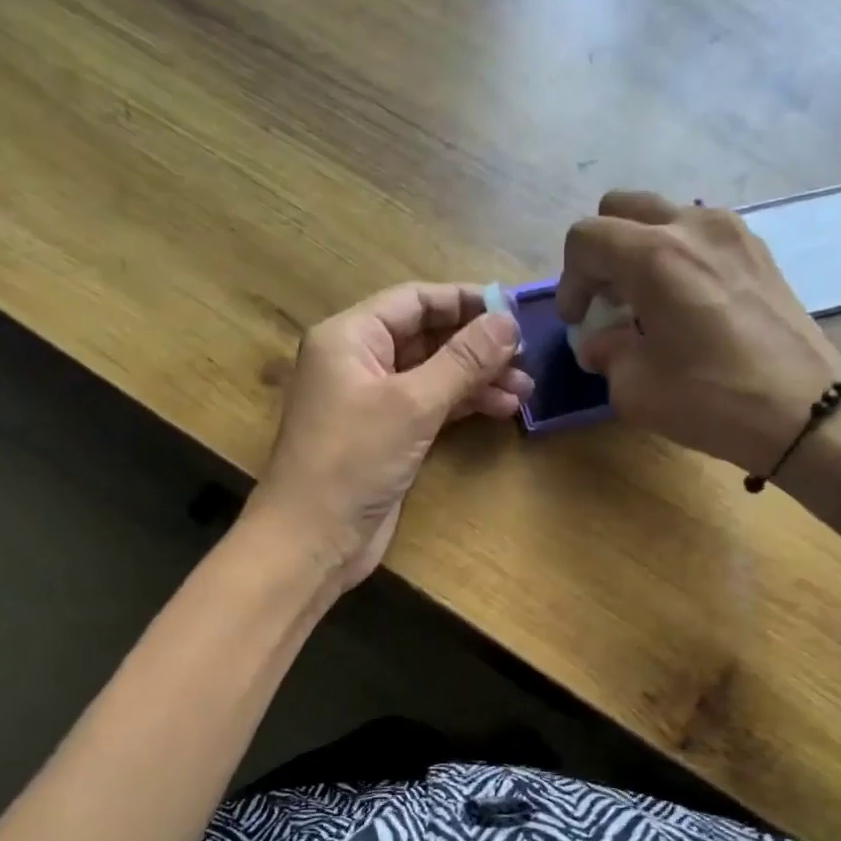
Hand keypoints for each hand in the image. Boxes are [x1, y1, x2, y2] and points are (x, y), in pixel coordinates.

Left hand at [248, 283, 529, 591]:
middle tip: (527, 357)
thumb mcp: (413, 403)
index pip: (415, 300)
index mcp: (350, 336)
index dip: (466, 301)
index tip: (515, 311)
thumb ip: (463, 360)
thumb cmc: (353, 460)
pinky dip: (463, 405)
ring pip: (433, 373)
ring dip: (478, 378)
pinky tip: (501, 409)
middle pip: (427, 336)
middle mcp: (359, 360)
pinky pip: (430, 405)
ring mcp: (372, 400)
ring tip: (525, 390)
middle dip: (477, 346)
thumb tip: (508, 321)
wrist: (313, 539)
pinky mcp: (387, 434)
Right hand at [556, 192, 840, 474]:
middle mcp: (692, 227)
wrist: (804, 410)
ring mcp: (732, 232)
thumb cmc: (712, 399)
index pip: (586, 238)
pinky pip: (700, 234)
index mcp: (654, 256)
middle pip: (622, 208)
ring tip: (645, 303)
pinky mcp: (758, 250)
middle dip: (602, 252)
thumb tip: (599, 342)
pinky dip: (678, 256)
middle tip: (606, 301)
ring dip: (640, 250)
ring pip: (664, 216)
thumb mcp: (636, 389)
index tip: (578, 321)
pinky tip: (685, 304)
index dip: (569, 280)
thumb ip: (606, 354)